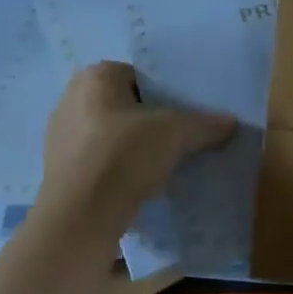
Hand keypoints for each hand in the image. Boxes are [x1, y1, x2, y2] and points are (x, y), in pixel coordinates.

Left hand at [37, 62, 236, 236]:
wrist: (79, 218)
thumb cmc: (123, 156)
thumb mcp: (175, 133)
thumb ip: (205, 124)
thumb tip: (231, 122)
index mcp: (95, 78)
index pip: (140, 75)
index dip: (167, 92)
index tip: (188, 112)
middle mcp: (72, 100)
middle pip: (127, 105)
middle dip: (153, 120)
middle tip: (183, 136)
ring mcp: (62, 138)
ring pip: (113, 134)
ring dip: (137, 147)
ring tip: (167, 162)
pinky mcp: (61, 172)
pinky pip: (101, 161)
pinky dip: (121, 169)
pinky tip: (143, 184)